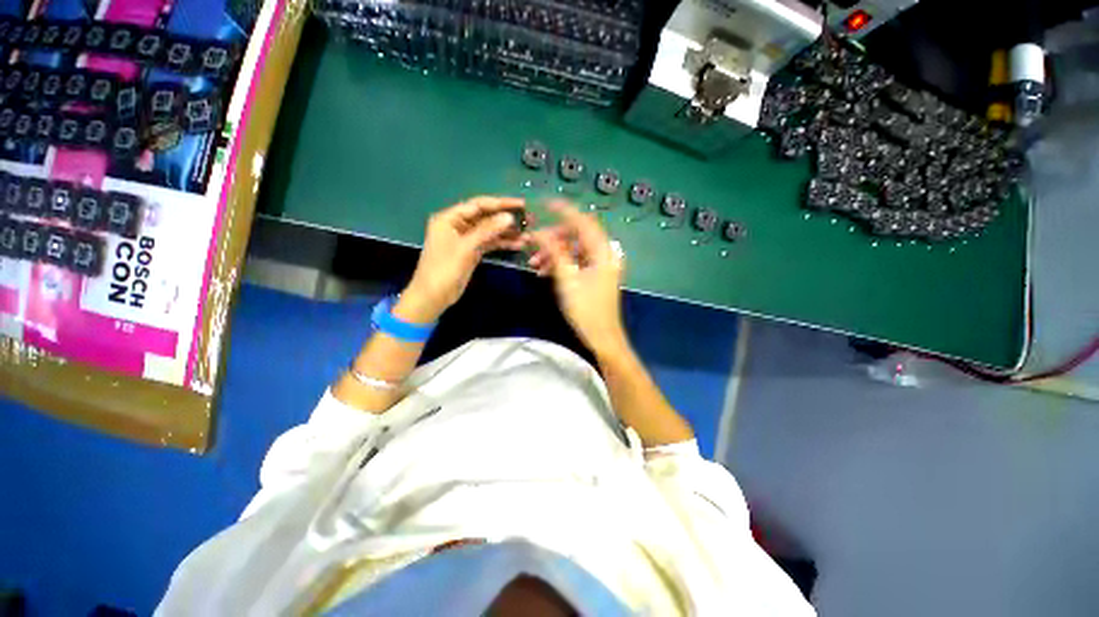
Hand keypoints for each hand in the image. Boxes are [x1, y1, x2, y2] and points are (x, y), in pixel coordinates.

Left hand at [400, 196, 526, 322]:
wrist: (434, 296)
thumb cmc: (444, 269)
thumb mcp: (466, 248)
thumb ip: (487, 230)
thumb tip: (509, 217)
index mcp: (450, 218)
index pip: (478, 205)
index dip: (500, 203)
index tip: (521, 204)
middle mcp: (458, 225)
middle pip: (486, 217)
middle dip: (506, 218)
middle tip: (528, 219)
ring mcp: (466, 239)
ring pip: (490, 231)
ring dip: (507, 233)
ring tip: (527, 235)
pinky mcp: (472, 251)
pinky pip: (489, 243)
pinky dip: (502, 244)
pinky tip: (518, 245)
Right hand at [529, 201, 627, 356]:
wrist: (602, 336)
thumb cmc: (586, 310)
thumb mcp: (567, 280)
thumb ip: (554, 252)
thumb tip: (540, 232)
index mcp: (602, 251)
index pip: (582, 221)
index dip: (563, 210)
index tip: (543, 204)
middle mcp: (604, 253)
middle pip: (576, 235)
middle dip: (553, 239)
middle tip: (533, 246)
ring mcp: (600, 264)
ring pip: (574, 249)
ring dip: (554, 253)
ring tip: (535, 265)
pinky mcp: (595, 274)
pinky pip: (576, 261)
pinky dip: (561, 263)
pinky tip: (544, 272)